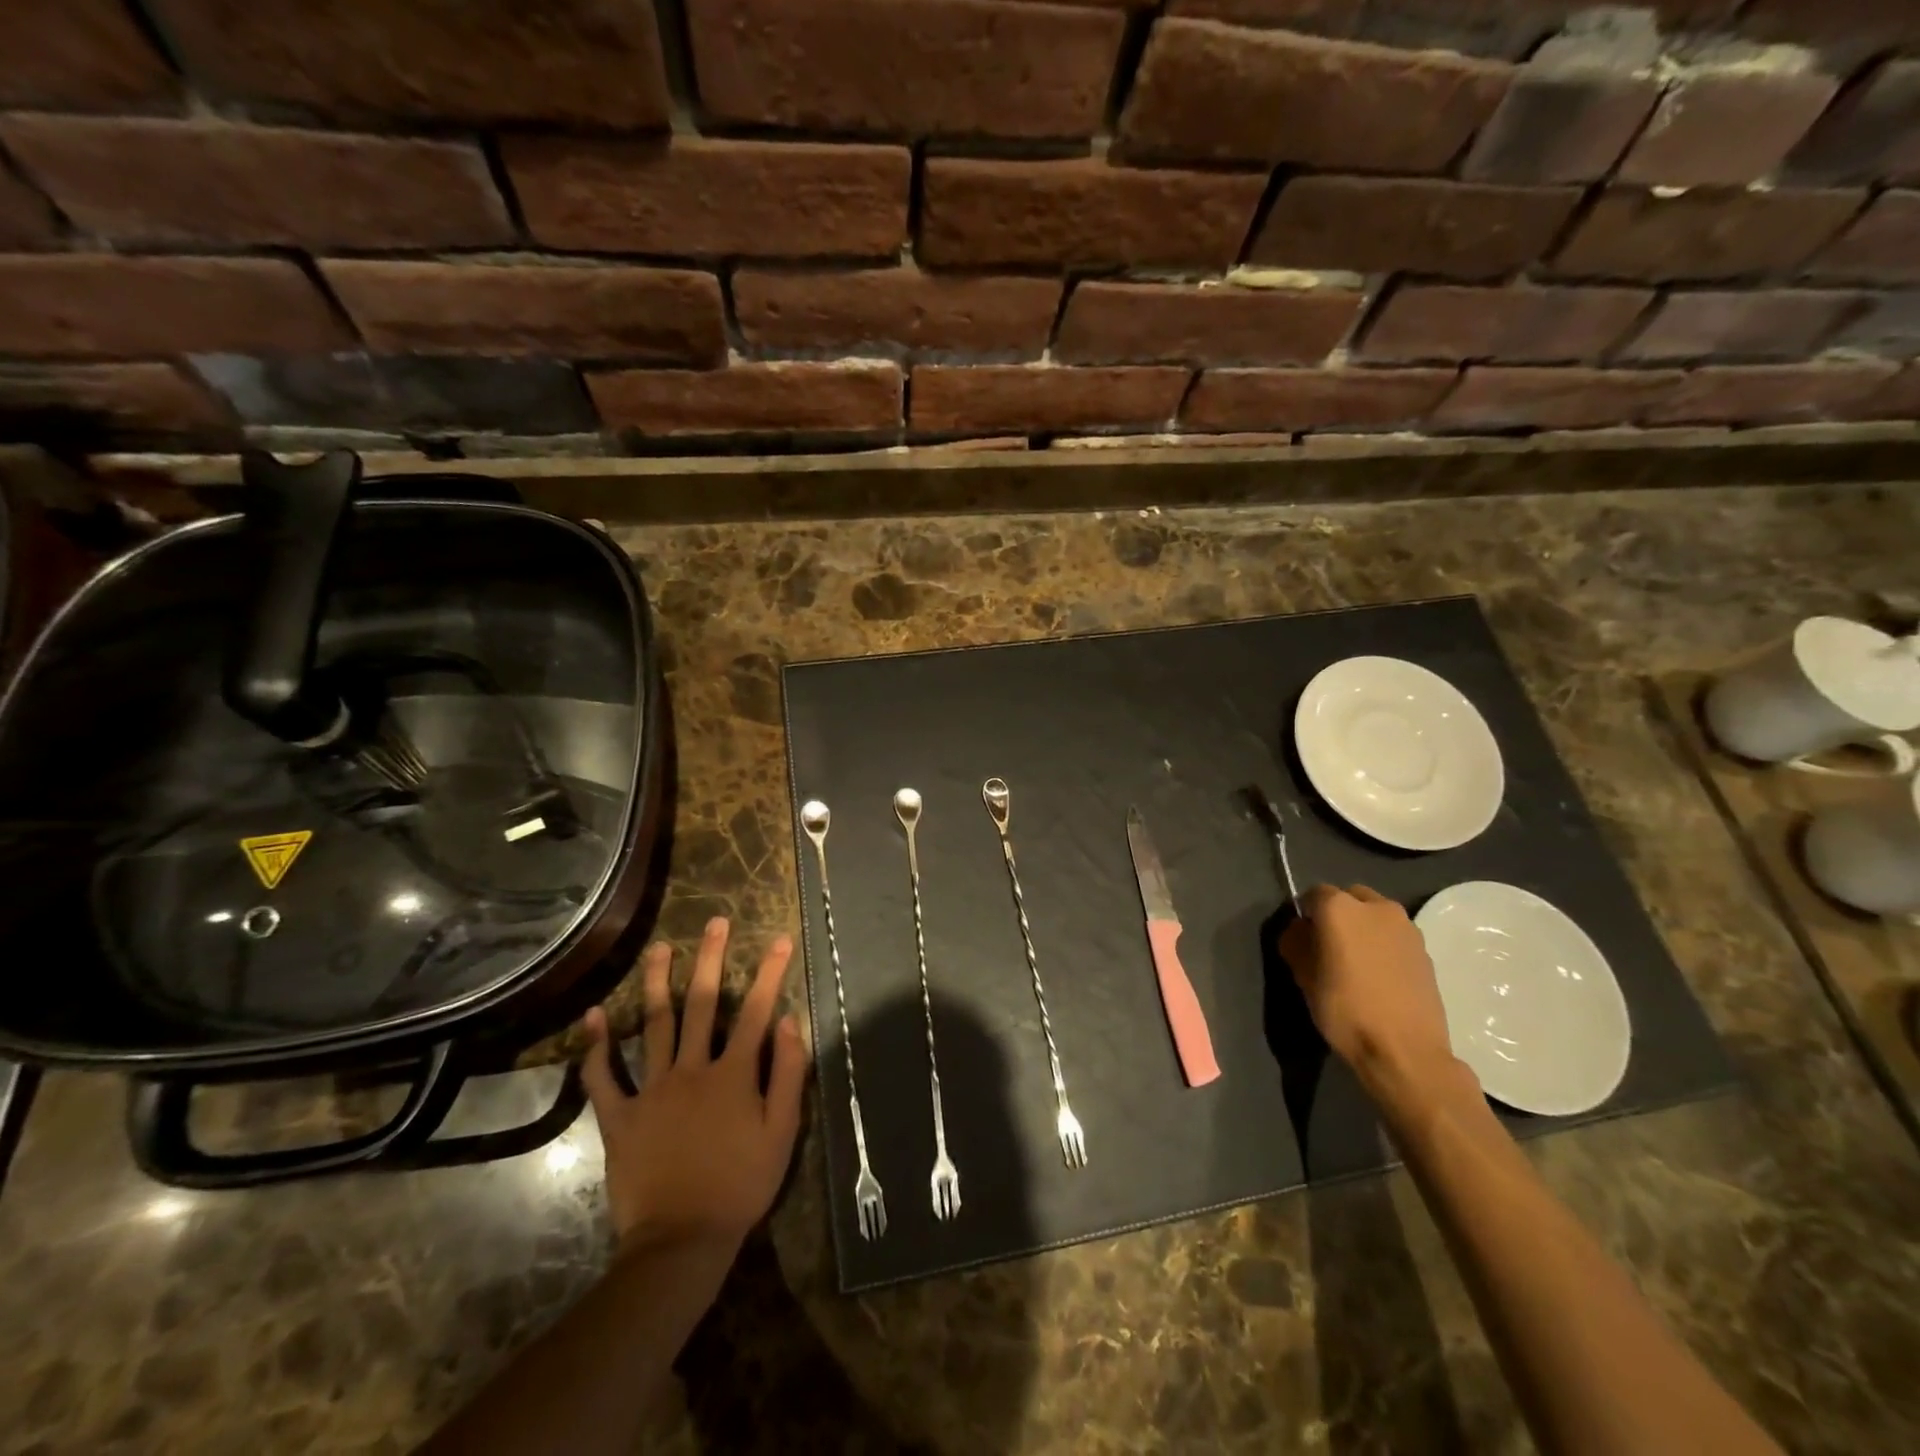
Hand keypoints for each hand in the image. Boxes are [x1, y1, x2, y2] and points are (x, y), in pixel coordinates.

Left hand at [579, 917, 806, 1256]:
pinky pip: (604, 1077)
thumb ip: (788, 1074)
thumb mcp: (782, 1132)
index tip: (779, 938)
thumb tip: (790, 1021)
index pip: (757, 1011)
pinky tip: (594, 1014)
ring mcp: (652, 1090)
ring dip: (658, 982)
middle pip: (703, 1004)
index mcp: (734, 1074)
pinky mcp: (620, 1117)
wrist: (681, 1241)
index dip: (771, 973)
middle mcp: (692, 1069)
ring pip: (654, 1025)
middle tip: (716, 922)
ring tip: (660, 948)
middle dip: (713, 959)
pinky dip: (597, 1046)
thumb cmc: (741, 1185)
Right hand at [1278, 885, 1459, 1093]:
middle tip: (1329, 946)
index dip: (1305, 914)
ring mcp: (1406, 927)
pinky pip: (1394, 936)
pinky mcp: (1425, 950)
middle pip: (1349, 897)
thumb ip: (1296, 942)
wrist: (1406, 1051)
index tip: (1302, 937)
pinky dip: (1383, 945)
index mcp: (1340, 907)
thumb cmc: (1345, 1009)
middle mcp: (1376, 906)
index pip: (1313, 894)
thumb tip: (1300, 930)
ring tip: (1356, 962)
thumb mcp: (1303, 976)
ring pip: (1375, 915)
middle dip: (1337, 914)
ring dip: (1363, 928)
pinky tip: (1379, 975)